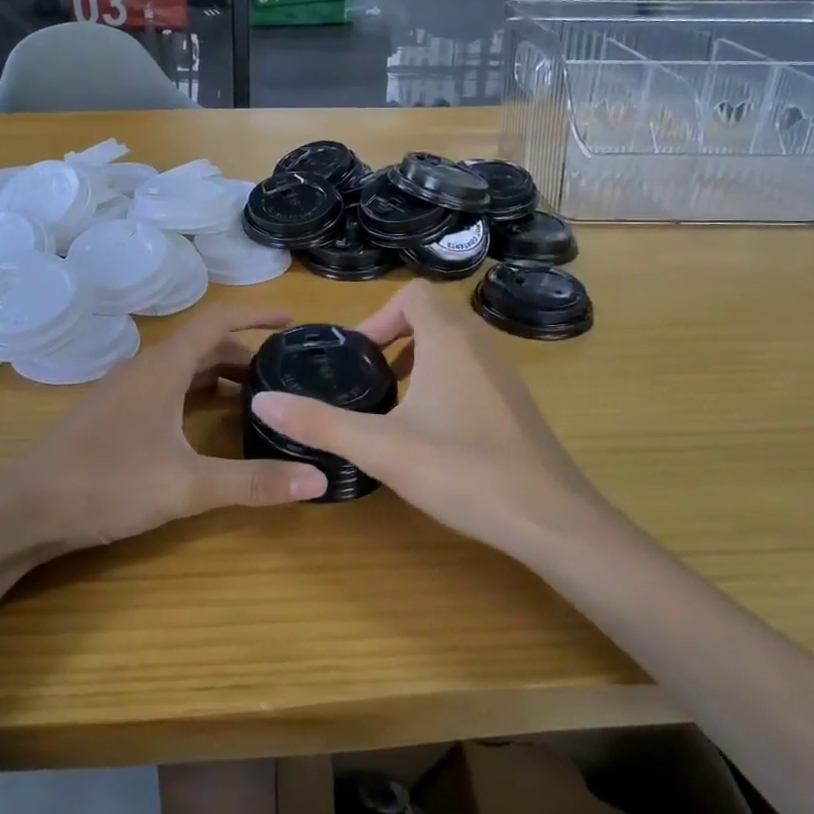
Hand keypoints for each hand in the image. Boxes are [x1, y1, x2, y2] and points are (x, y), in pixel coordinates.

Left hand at [0, 306, 327, 553]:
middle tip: (285, 374)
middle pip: (204, 346)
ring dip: (221, 376)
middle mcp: (145, 368)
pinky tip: (208, 426)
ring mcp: (125, 391)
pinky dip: (197, 396)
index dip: (257, 314)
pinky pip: (167, 390)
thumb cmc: (106, 482)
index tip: (292, 319)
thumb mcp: (186, 485)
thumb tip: (318, 478)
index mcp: (164, 366)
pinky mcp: (113, 415)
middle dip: (246, 353)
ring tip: (258, 399)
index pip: (218, 320)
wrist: (23, 509)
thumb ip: (253, 483)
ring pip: (184, 370)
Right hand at [250, 280, 599, 558]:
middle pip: (432, 314)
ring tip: (395, 403)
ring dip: (419, 358)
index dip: (378, 317)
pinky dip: (445, 379)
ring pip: (454, 342)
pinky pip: (472, 368)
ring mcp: (504, 371)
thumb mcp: (381, 448)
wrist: (551, 519)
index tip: (358, 358)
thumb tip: (262, 401)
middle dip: (394, 338)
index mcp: (449, 338)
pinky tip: (433, 429)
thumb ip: (320, 423)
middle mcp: (480, 343)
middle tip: (370, 378)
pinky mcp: (516, 400)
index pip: (412, 294)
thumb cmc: (462, 470)